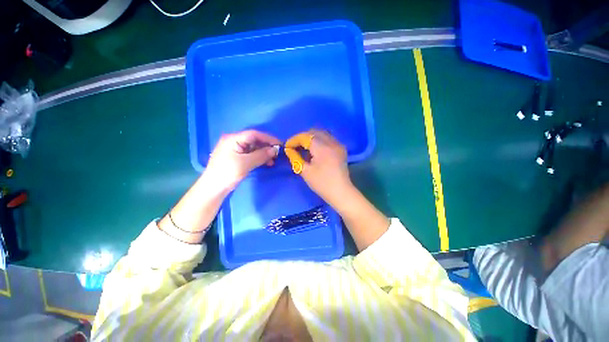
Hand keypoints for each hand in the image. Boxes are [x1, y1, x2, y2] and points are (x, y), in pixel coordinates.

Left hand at [206, 130, 280, 189]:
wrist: (214, 188)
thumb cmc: (228, 173)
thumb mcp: (246, 163)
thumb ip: (261, 155)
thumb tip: (275, 150)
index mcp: (233, 139)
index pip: (254, 134)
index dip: (268, 138)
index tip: (280, 144)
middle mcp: (234, 141)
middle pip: (255, 141)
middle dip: (267, 147)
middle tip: (278, 154)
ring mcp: (236, 150)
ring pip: (254, 148)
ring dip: (265, 153)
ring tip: (273, 160)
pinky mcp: (237, 158)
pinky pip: (252, 155)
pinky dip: (260, 158)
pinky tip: (267, 163)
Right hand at [285, 129, 352, 206]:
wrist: (340, 192)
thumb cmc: (321, 183)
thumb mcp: (305, 171)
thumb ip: (295, 157)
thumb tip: (289, 150)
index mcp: (322, 147)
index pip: (305, 137)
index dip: (294, 140)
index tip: (287, 146)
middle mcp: (331, 142)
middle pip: (314, 132)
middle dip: (302, 137)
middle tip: (295, 146)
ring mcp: (338, 145)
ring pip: (322, 134)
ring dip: (311, 138)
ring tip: (304, 148)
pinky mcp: (341, 149)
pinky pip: (328, 138)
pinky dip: (319, 140)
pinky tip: (315, 150)